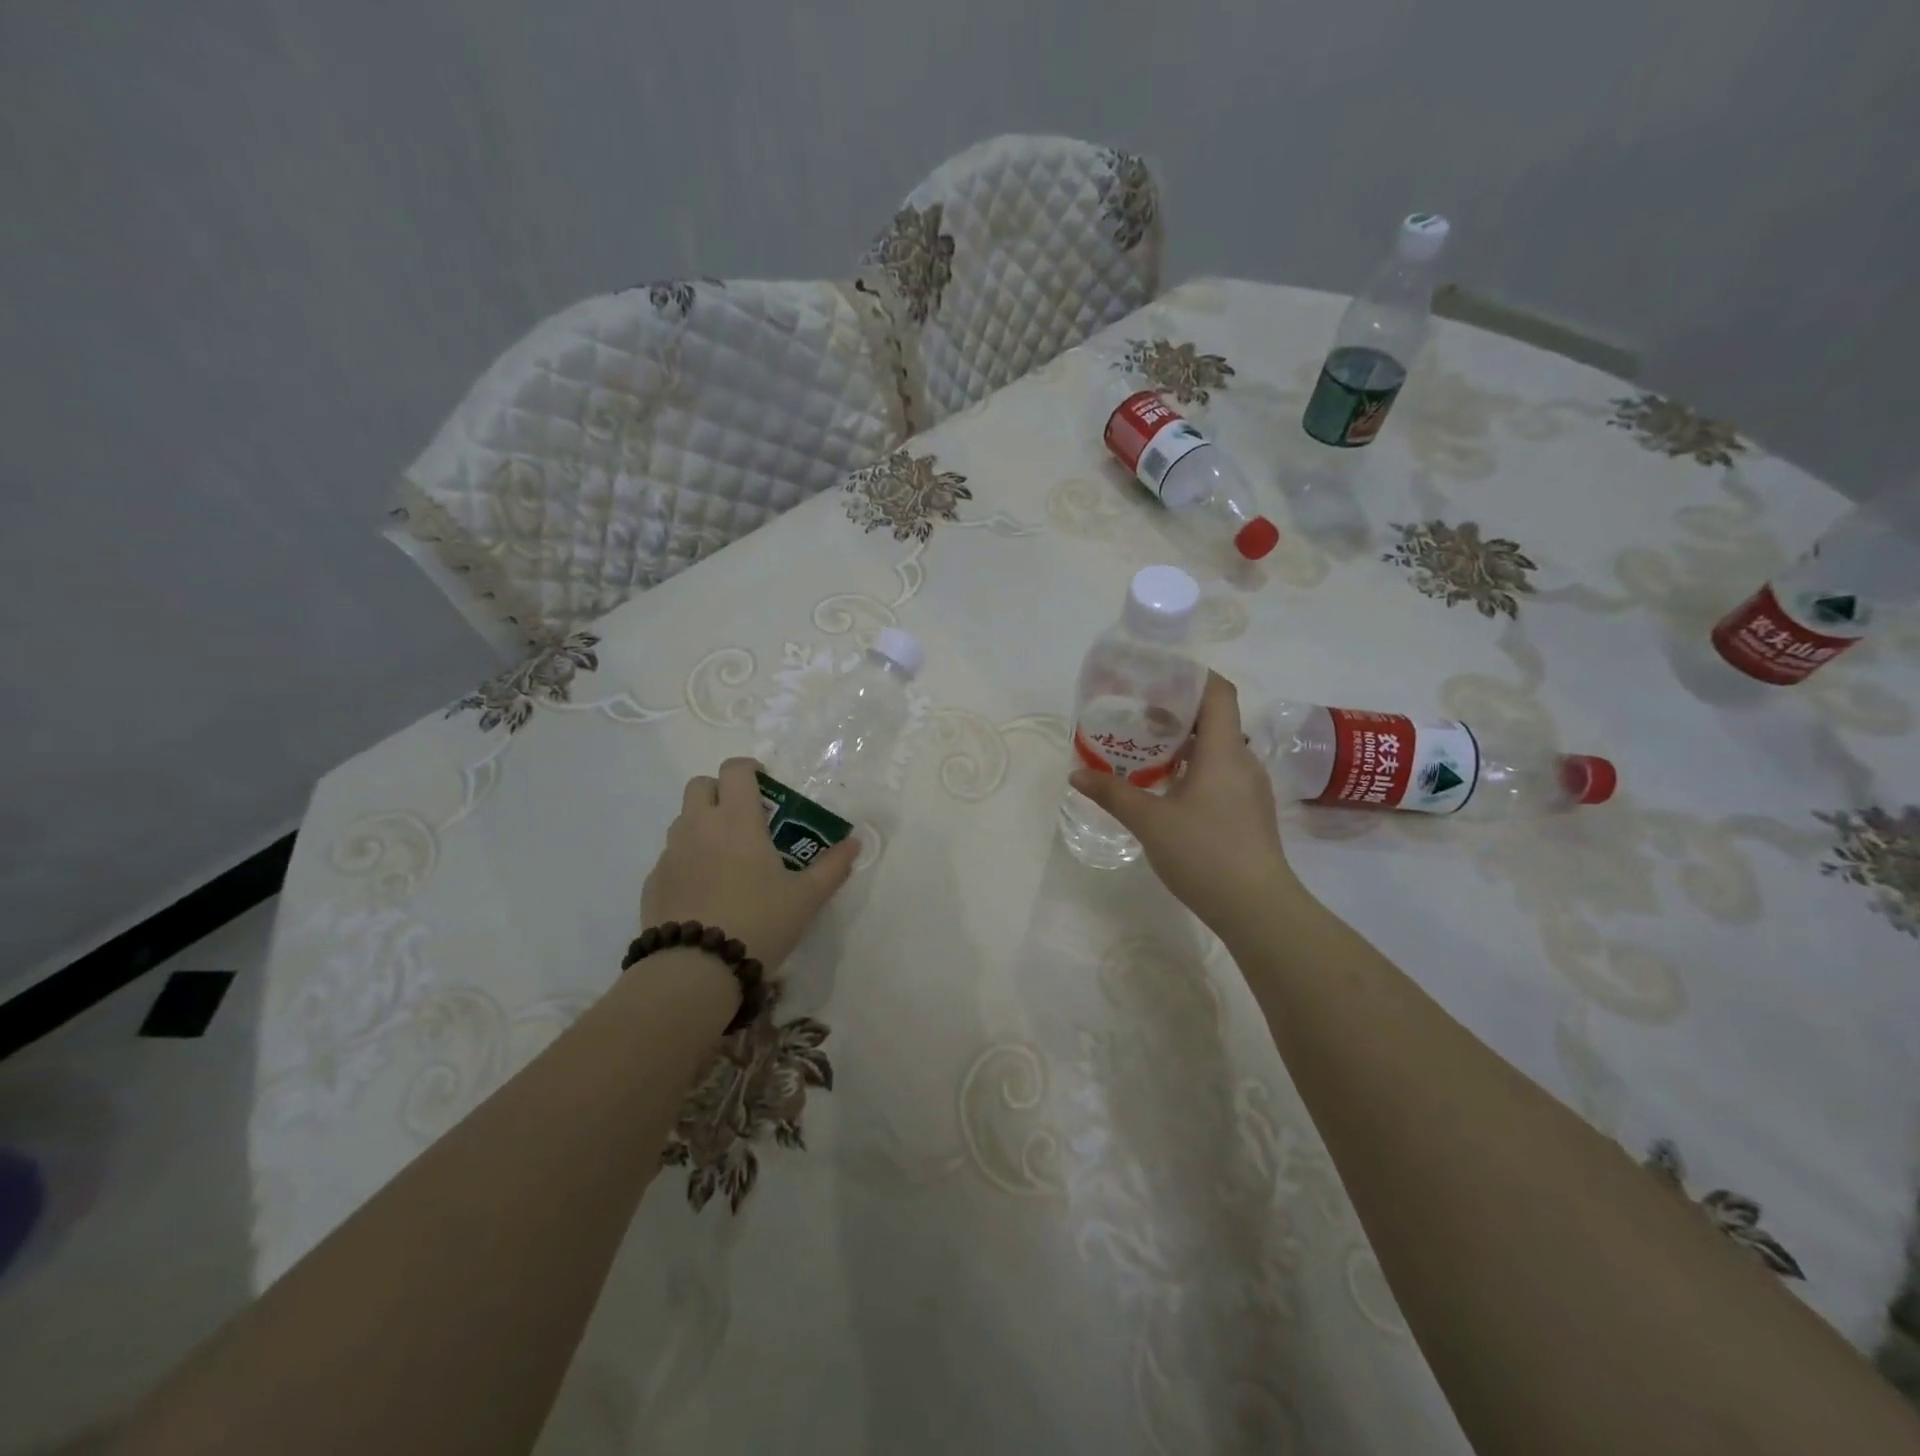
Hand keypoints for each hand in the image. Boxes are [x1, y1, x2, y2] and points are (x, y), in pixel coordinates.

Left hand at [642, 758, 858, 975]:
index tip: (765, 784)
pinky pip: (670, 857)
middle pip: (700, 785)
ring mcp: (670, 854)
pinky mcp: (653, 882)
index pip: (734, 770)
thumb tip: (855, 843)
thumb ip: (833, 867)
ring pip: (683, 820)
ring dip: (702, 825)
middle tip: (743, 818)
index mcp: (737, 820)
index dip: (749, 769)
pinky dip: (687, 861)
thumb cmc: (759, 923)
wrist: (695, 970)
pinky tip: (704, 892)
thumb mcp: (806, 898)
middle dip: (720, 791)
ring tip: (726, 859)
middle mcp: (699, 827)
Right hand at [1069, 671, 1300, 933]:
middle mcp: (1242, 760)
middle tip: (1136, 715)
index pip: (1217, 692)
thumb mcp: (1150, 821)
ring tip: (1145, 752)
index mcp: (1223, 751)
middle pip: (1214, 719)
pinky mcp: (1249, 812)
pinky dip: (1194, 768)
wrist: (1257, 908)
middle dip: (1176, 712)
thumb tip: (1076, 774)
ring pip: (1216, 749)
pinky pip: (1220, 774)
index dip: (1191, 676)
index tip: (1158, 676)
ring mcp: (1250, 788)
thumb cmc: (1204, 853)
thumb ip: (1113, 793)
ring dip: (1183, 744)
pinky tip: (1167, 789)